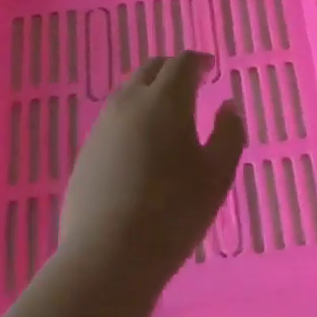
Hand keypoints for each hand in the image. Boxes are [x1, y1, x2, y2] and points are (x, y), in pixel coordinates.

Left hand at [57, 51, 245, 294]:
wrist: (108, 255)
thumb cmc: (174, 212)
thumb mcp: (218, 175)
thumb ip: (229, 133)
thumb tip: (228, 106)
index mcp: (165, 101)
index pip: (182, 64)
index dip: (199, 62)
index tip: (212, 68)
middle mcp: (129, 103)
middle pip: (151, 70)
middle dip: (173, 70)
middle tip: (192, 84)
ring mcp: (102, 127)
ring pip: (128, 92)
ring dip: (150, 92)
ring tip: (168, 113)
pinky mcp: (86, 152)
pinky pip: (114, 119)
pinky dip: (133, 116)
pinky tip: (142, 144)